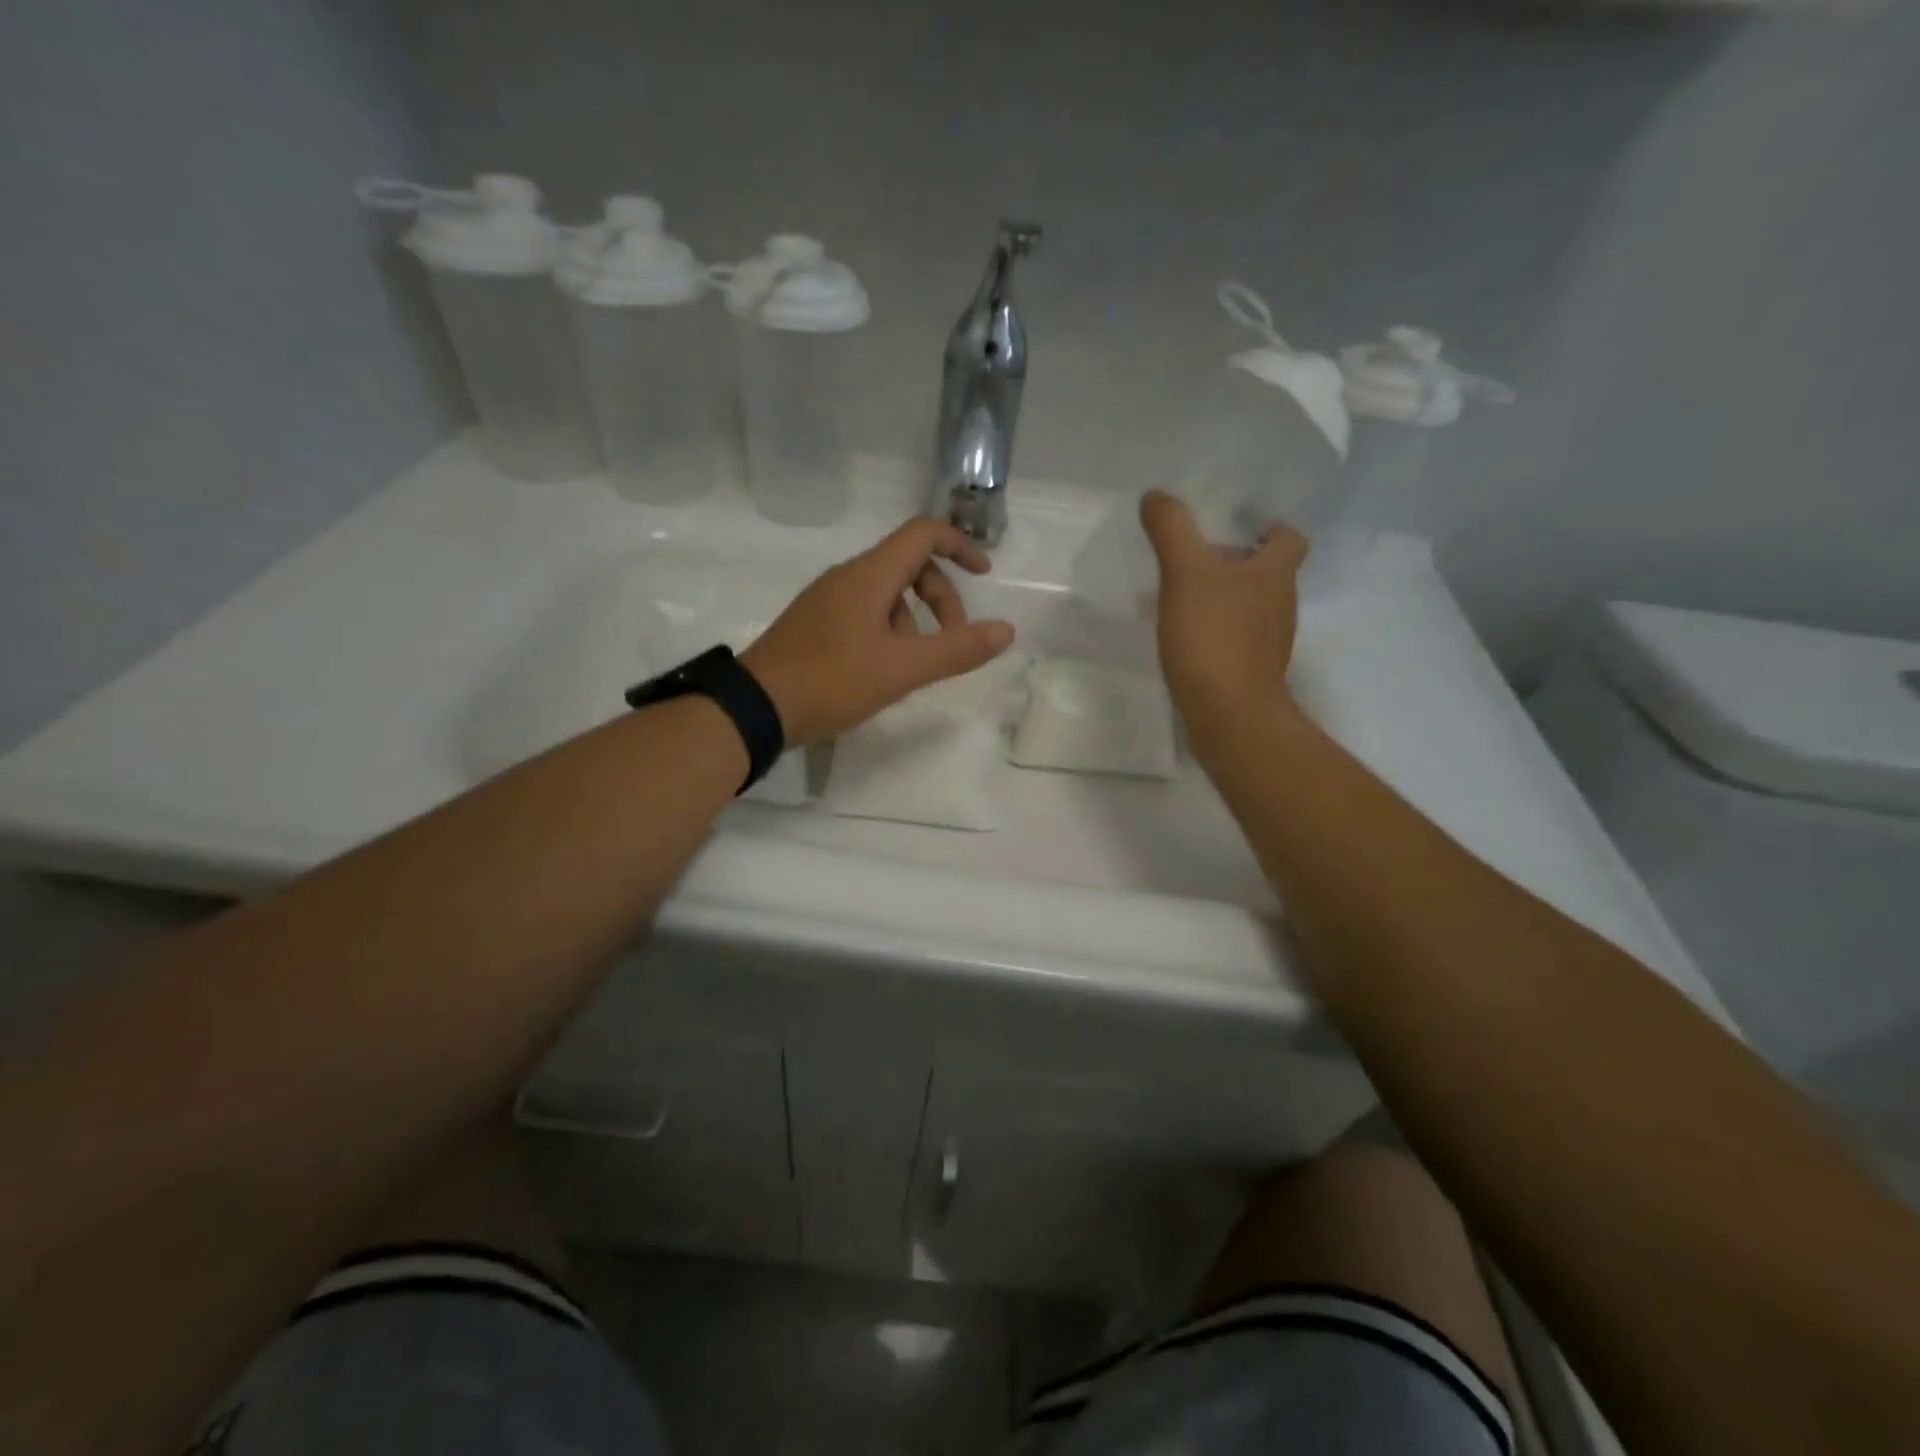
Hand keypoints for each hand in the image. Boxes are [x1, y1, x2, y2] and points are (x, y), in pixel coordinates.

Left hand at [741, 518, 1015, 744]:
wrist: (755, 708)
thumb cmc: (831, 681)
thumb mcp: (902, 669)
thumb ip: (957, 649)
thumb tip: (1006, 630)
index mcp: (870, 575)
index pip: (923, 534)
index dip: (960, 546)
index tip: (984, 575)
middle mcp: (848, 578)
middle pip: (910, 566)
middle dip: (942, 599)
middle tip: (952, 643)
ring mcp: (827, 601)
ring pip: (888, 594)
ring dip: (915, 622)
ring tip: (913, 668)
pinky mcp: (815, 625)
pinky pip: (865, 613)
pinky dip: (889, 632)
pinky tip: (884, 672)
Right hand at [1141, 489, 1306, 731]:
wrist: (1229, 715)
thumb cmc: (1214, 637)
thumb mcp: (1186, 575)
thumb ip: (1171, 530)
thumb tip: (1156, 495)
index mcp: (1276, 574)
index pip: (1289, 538)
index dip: (1270, 528)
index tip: (1240, 526)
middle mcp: (1281, 604)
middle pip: (1267, 572)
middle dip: (1237, 562)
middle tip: (1196, 557)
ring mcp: (1269, 642)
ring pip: (1250, 606)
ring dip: (1223, 597)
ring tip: (1181, 596)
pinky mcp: (1251, 671)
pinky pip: (1235, 637)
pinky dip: (1215, 629)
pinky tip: (1184, 636)